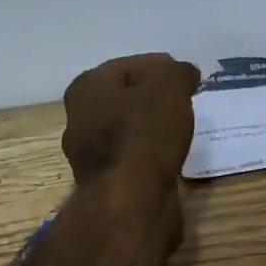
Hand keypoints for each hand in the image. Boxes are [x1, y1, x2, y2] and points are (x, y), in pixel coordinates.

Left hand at [61, 54, 200, 185]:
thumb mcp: (169, 86)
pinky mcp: (105, 181)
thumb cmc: (145, 132)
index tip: (186, 76)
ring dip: (151, 126)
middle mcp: (79, 117)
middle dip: (153, 96)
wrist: (131, 200)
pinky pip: (132, 156)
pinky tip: (171, 153)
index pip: (129, 65)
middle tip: (185, 99)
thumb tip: (183, 74)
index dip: (160, 67)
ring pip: (127, 128)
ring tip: (182, 126)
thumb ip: (177, 72)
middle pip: (125, 97)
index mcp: (87, 87)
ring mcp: (89, 153)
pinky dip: (150, 152)